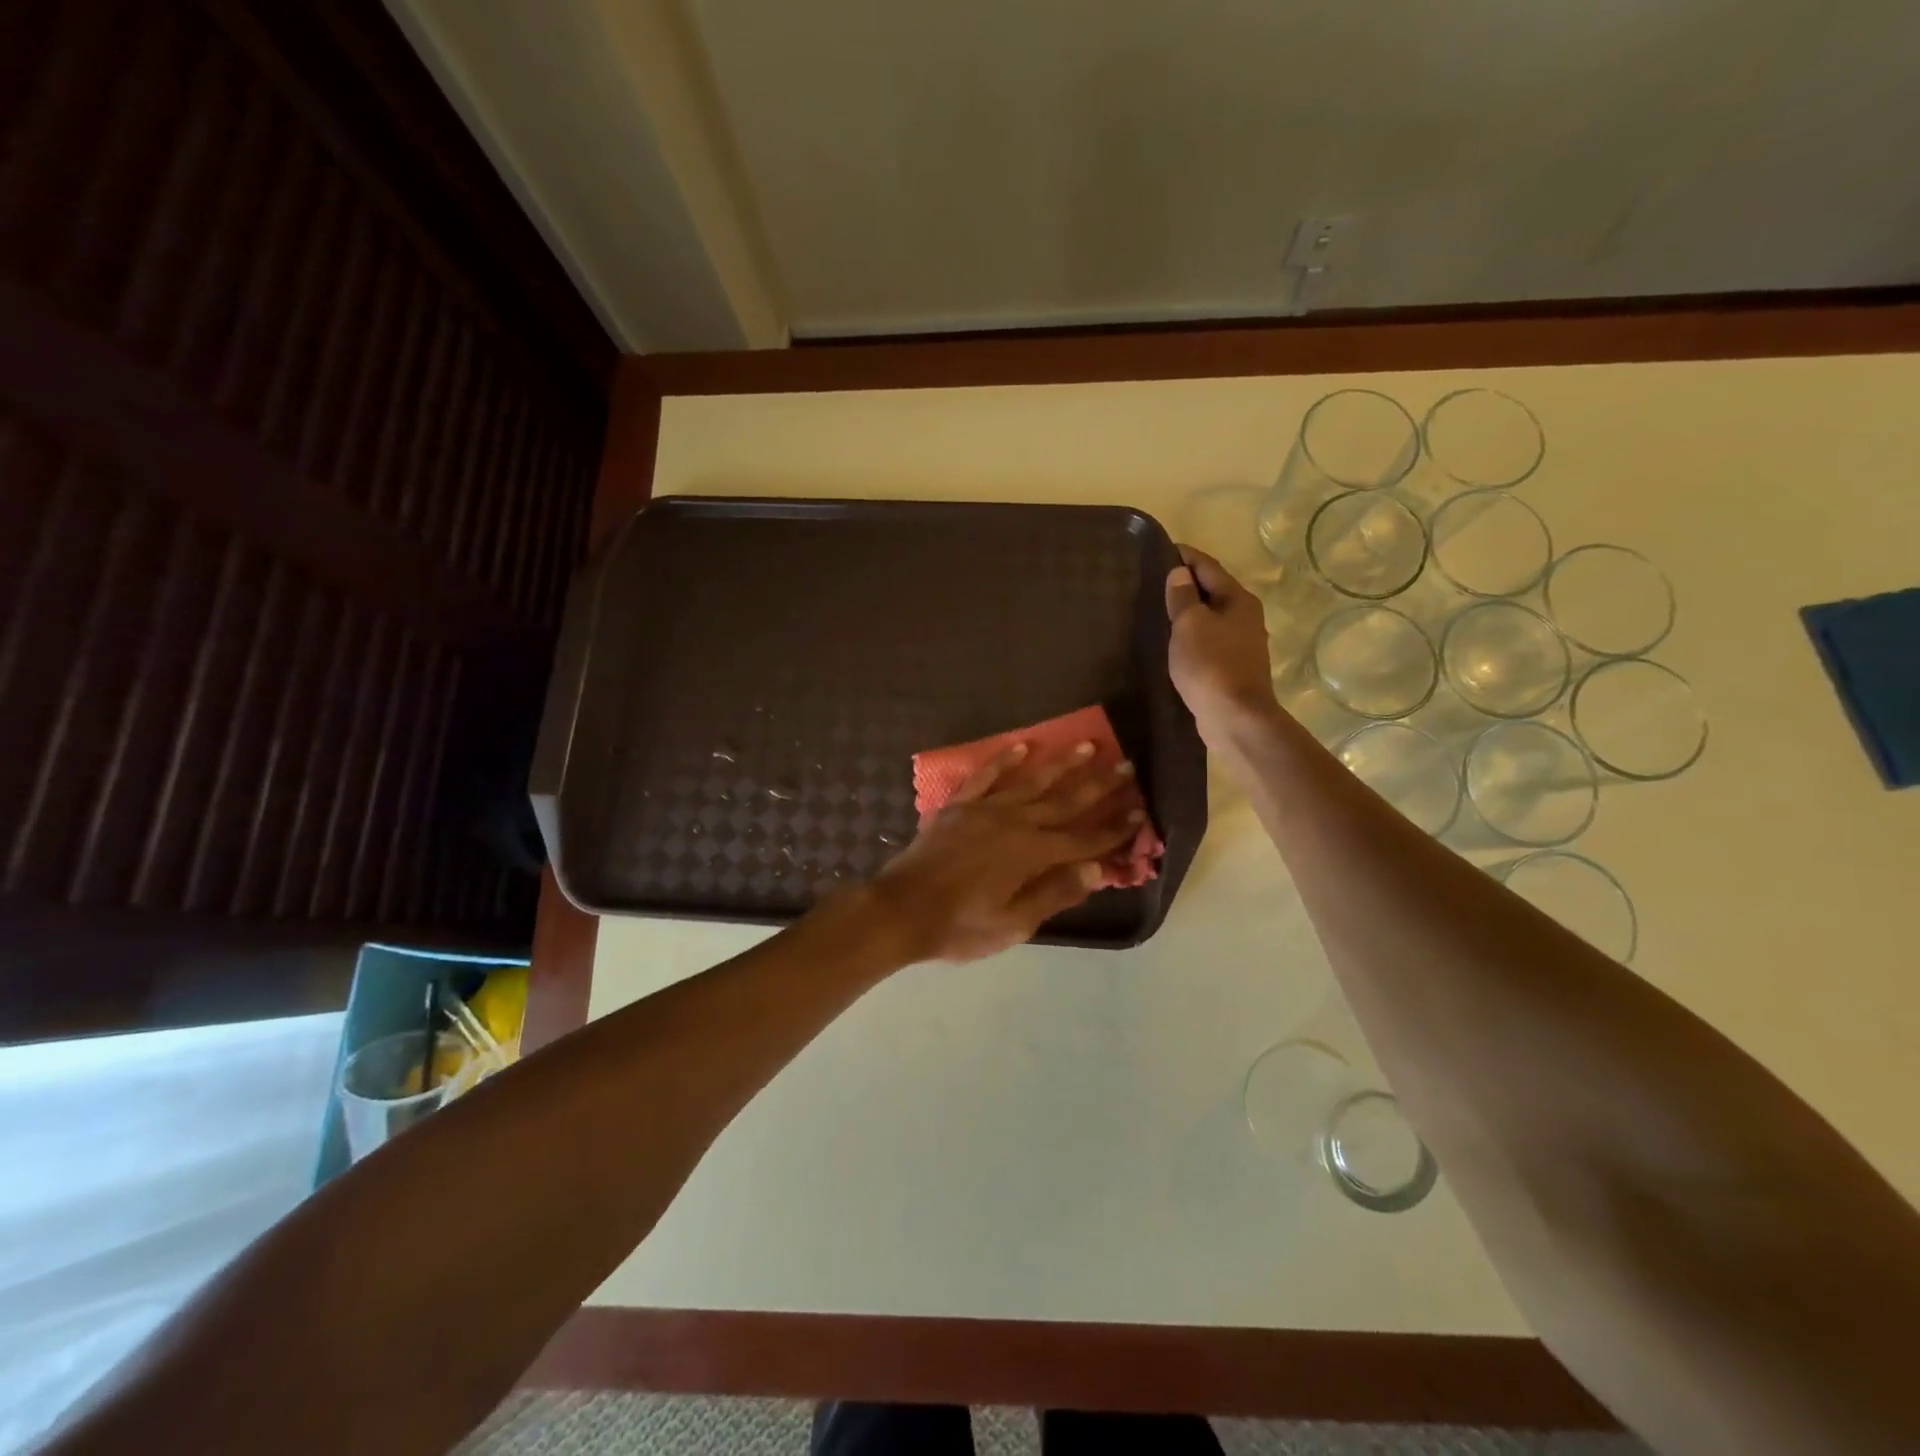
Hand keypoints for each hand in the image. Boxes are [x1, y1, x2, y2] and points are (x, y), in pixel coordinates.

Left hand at [867, 742, 1142, 962]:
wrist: (900, 909)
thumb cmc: (959, 926)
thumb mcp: (1013, 925)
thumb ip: (1055, 893)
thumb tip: (1097, 869)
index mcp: (1031, 854)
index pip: (1084, 840)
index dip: (1114, 828)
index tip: (1140, 811)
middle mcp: (1014, 823)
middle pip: (1064, 801)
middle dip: (1098, 785)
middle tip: (1127, 765)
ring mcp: (985, 810)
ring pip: (1031, 781)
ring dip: (1062, 763)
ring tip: (1087, 745)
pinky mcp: (959, 806)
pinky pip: (986, 776)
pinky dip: (1005, 760)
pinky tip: (1023, 746)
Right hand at [1165, 546, 1279, 741]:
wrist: (1235, 718)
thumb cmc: (1211, 665)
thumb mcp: (1190, 625)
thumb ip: (1182, 597)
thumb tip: (1180, 573)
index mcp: (1238, 600)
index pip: (1209, 567)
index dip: (1186, 556)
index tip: (1164, 548)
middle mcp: (1247, 617)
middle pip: (1214, 591)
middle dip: (1188, 584)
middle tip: (1158, 579)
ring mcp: (1243, 644)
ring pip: (1213, 617)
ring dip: (1191, 612)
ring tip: (1163, 609)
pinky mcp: (1234, 668)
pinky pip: (1210, 641)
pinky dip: (1194, 635)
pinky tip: (1177, 642)